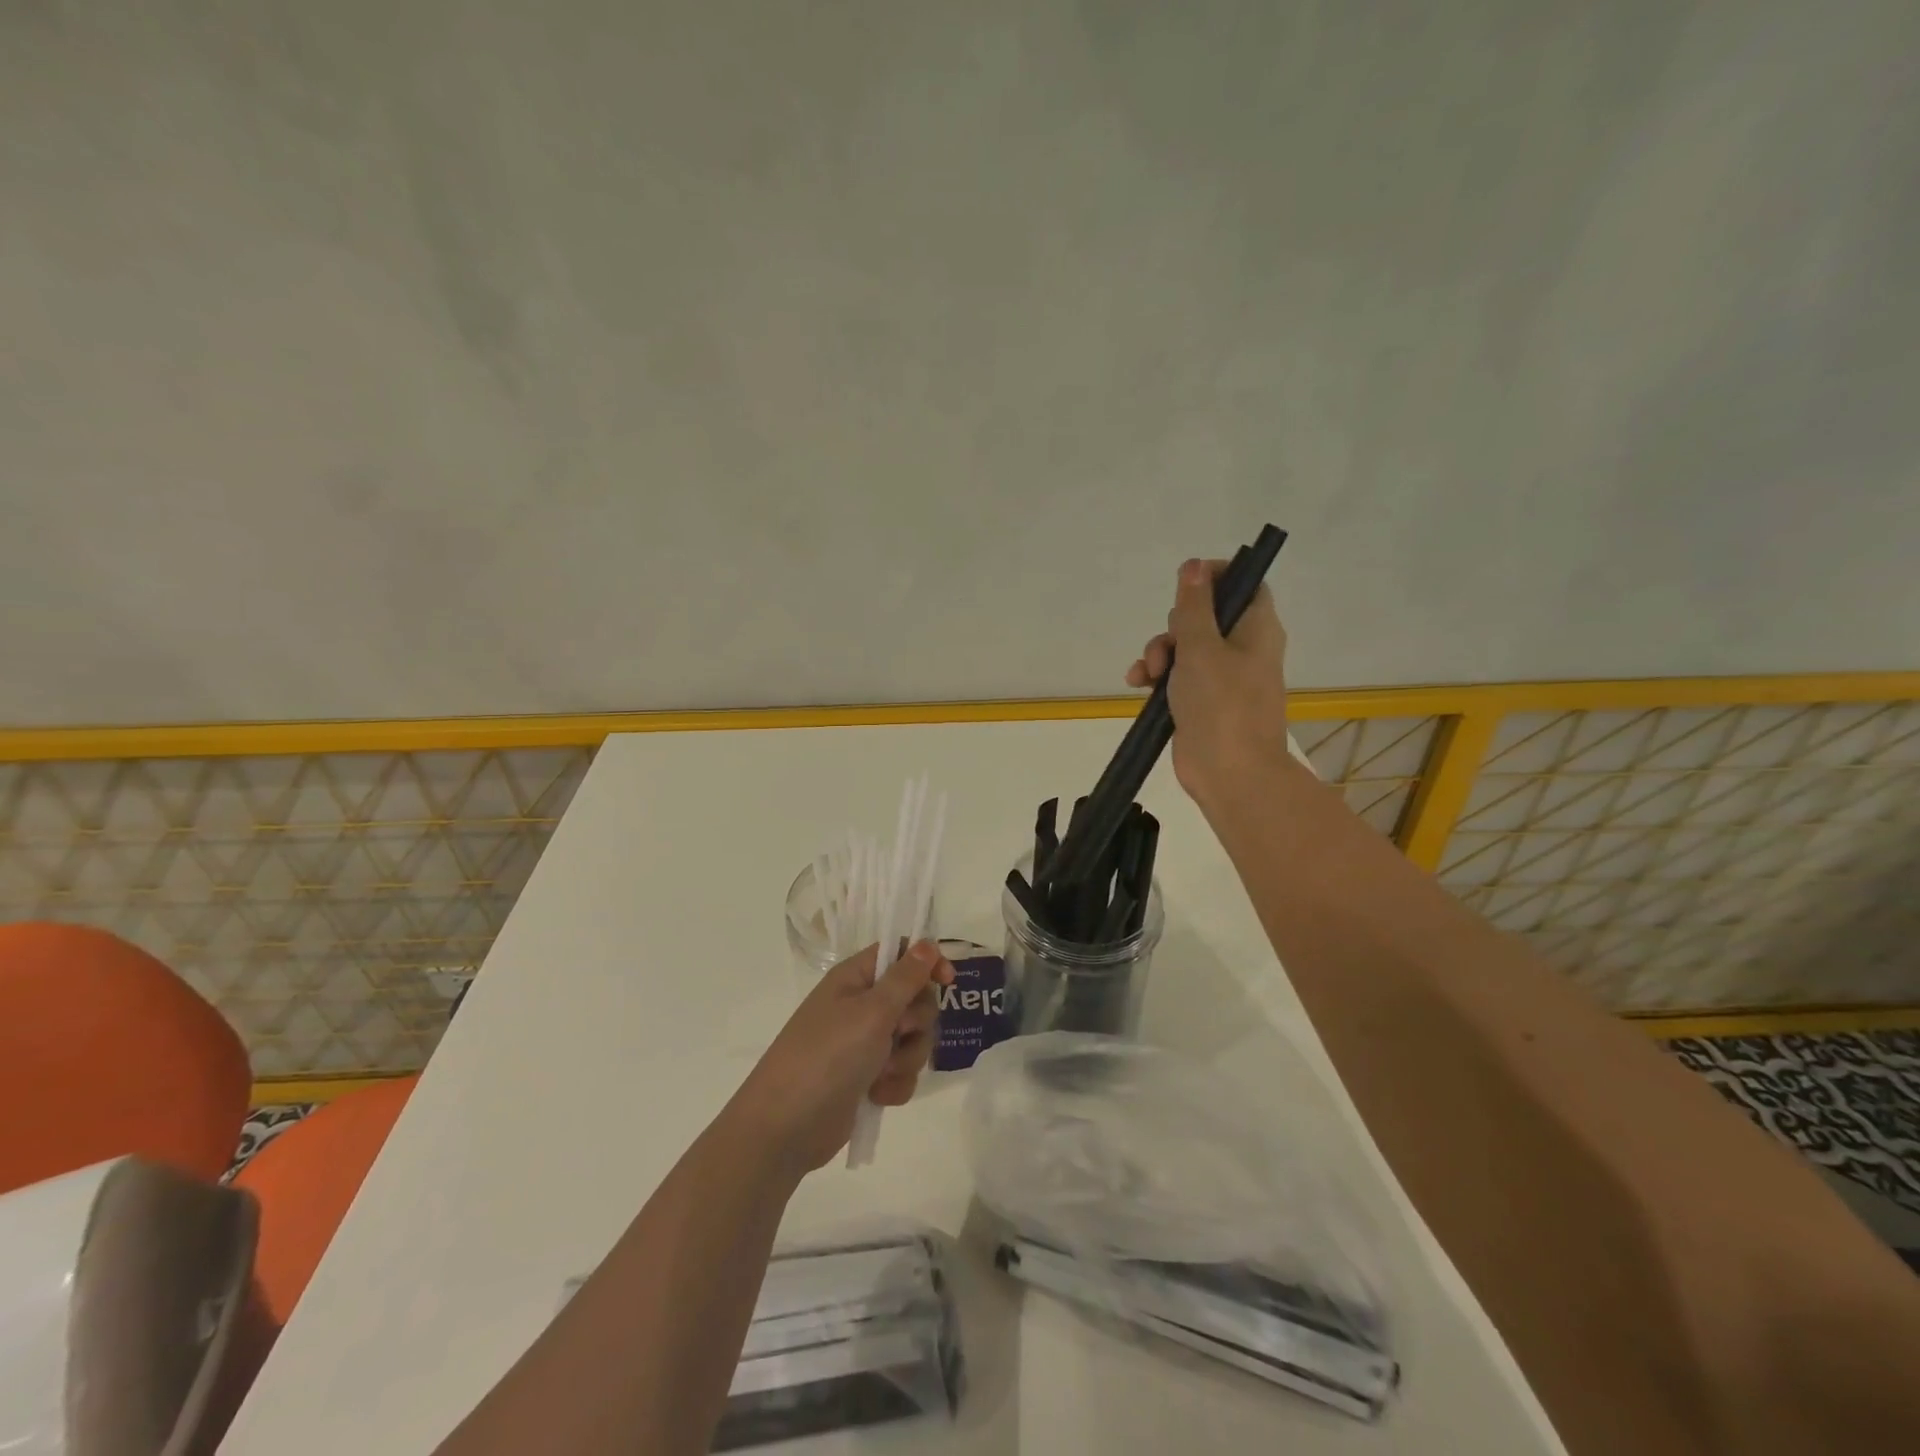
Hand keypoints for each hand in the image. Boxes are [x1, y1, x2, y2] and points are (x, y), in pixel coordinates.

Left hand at [727, 941, 953, 1176]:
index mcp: (855, 978)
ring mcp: (864, 1043)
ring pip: (913, 1039)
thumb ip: (905, 978)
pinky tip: (877, 1096)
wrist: (787, 1128)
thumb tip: (928, 943)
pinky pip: (902, 1071)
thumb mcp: (871, 1011)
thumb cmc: (828, 1056)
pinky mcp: (867, 1077)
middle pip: (915, 999)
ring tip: (881, 1073)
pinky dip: (895, 1083)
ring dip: (906, 1058)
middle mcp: (861, 1005)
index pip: (900, 953)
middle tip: (896, 1034)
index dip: (927, 962)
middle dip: (916, 1023)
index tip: (948, 981)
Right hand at [1125, 557, 1290, 804]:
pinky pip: (1175, 676)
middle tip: (1170, 647)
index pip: (1244, 585)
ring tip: (1149, 674)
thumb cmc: (1222, 705)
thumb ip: (1193, 607)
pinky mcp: (1200, 701)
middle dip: (1174, 627)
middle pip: (1204, 616)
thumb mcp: (1201, 648)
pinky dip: (1156, 677)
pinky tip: (1138, 685)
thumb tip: (1194, 565)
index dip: (1215, 578)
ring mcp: (1221, 677)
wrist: (1230, 773)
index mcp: (1256, 629)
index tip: (1186, 585)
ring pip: (1183, 647)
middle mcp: (1242, 648)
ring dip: (1159, 654)